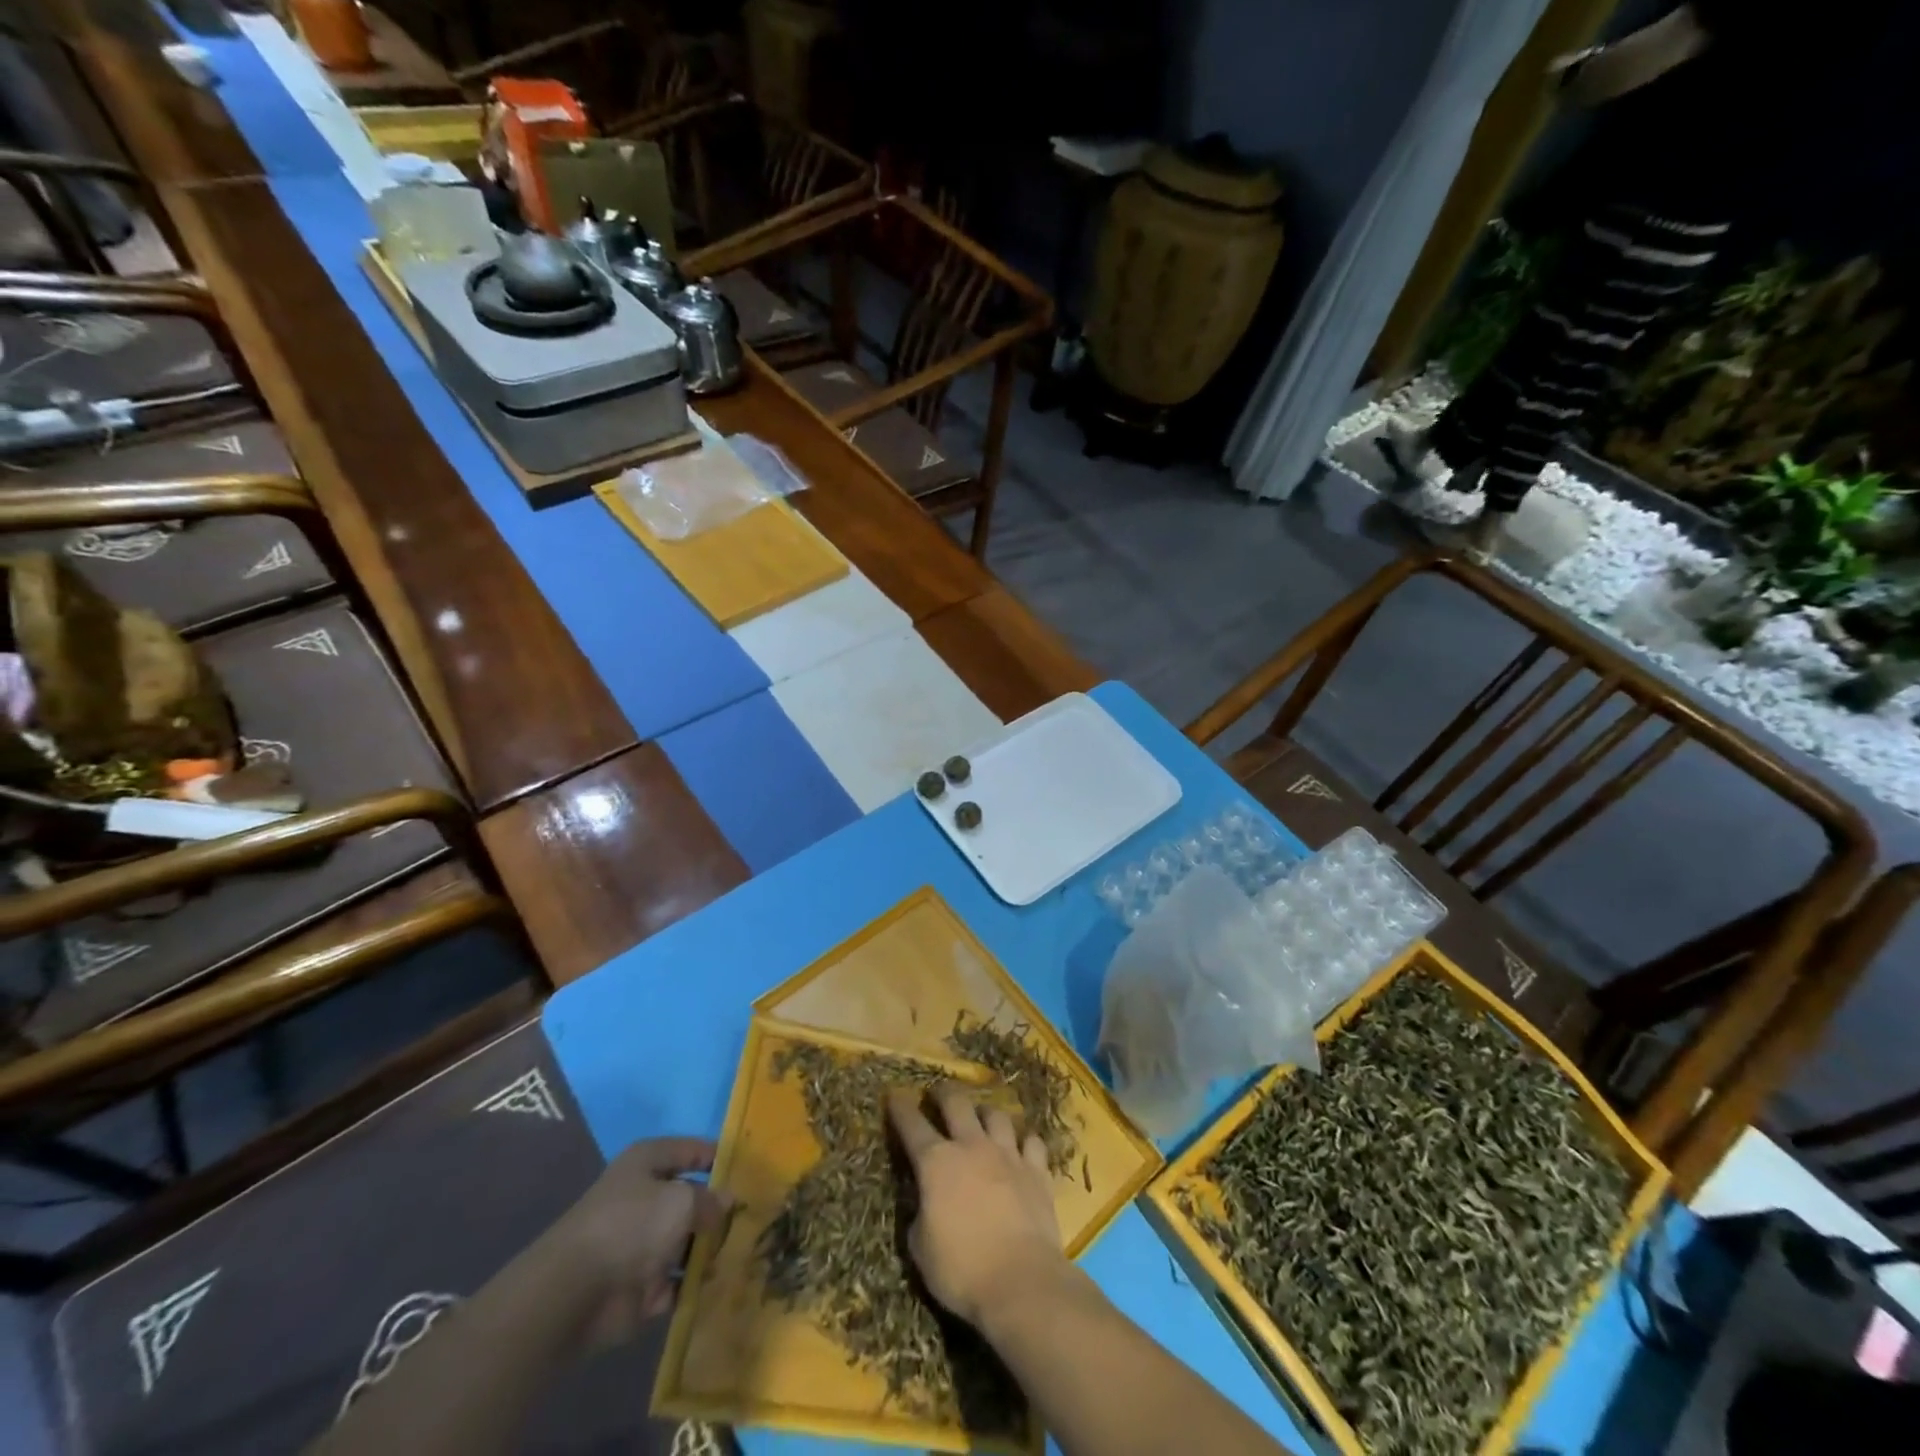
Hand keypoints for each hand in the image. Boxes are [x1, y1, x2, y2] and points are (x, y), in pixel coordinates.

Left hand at [550, 1137, 730, 1346]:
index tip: (750, 1168)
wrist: (575, 1294)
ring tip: (746, 1249)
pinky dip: (695, 1283)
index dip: (718, 1156)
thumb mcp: (682, 1200)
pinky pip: (678, 1281)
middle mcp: (645, 1199)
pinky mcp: (640, 1287)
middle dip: (718, 1209)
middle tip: (755, 1214)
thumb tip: (727, 1201)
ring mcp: (642, 1245)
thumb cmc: (631, 1225)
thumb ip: (710, 1200)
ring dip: (711, 1248)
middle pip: (690, 1199)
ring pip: (687, 1241)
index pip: (691, 1150)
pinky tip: (723, 1281)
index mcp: (648, 1163)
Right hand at [887, 1083, 1065, 1329]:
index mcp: (936, 1163)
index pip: (911, 1124)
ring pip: (996, 1114)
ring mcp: (1007, 1154)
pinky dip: (1024, 1142)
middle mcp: (971, 1146)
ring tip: (982, 1118)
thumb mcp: (921, 1248)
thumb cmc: (961, 1270)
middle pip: (956, 1102)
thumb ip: (920, 1214)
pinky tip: (1022, 1149)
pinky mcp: (1037, 1170)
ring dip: (985, 1113)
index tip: (894, 1096)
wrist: (1021, 1281)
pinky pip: (1032, 1142)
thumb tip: (925, 1201)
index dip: (900, 1107)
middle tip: (938, 1095)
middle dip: (944, 1093)